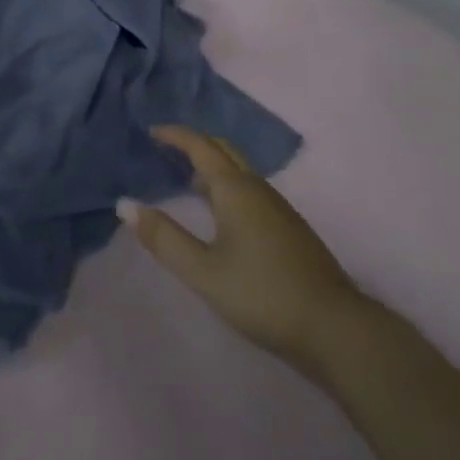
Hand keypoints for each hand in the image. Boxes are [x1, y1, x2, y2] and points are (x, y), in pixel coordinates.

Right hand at [120, 126, 370, 374]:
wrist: (335, 327)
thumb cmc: (262, 294)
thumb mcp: (204, 272)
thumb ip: (164, 239)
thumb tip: (125, 204)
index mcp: (234, 188)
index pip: (199, 146)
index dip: (174, 135)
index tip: (151, 131)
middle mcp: (256, 186)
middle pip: (223, 150)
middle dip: (195, 144)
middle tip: (167, 150)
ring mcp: (278, 206)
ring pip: (239, 170)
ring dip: (212, 166)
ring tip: (187, 182)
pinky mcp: (290, 227)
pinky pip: (250, 188)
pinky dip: (228, 185)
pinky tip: (222, 215)